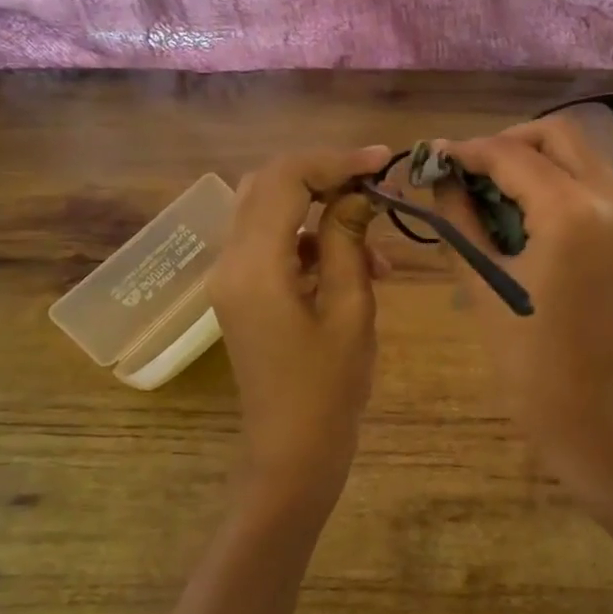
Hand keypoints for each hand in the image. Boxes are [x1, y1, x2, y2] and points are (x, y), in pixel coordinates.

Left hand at [208, 145, 392, 492]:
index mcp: (254, 265)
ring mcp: (230, 278)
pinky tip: (352, 265)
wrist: (292, 453)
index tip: (382, 162)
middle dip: (322, 175)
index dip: (335, 161)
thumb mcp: (351, 310)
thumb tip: (359, 193)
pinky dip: (308, 240)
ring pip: (267, 211)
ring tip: (373, 238)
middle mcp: (229, 262)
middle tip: (373, 185)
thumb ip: (349, 241)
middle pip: (267, 185)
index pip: (285, 179)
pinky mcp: (240, 293)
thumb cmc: (328, 390)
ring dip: (318, 208)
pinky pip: (270, 244)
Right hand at [435, 119, 612, 498]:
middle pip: (558, 134)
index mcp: (573, 214)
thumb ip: (461, 219)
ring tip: (493, 194)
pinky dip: (559, 183)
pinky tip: (527, 215)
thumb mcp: (485, 286)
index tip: (434, 158)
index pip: (512, 155)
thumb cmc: (532, 365)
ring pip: (581, 155)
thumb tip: (441, 177)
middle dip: (507, 143)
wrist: (601, 416)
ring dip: (535, 161)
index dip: (468, 151)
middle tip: (469, 172)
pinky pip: (595, 184)